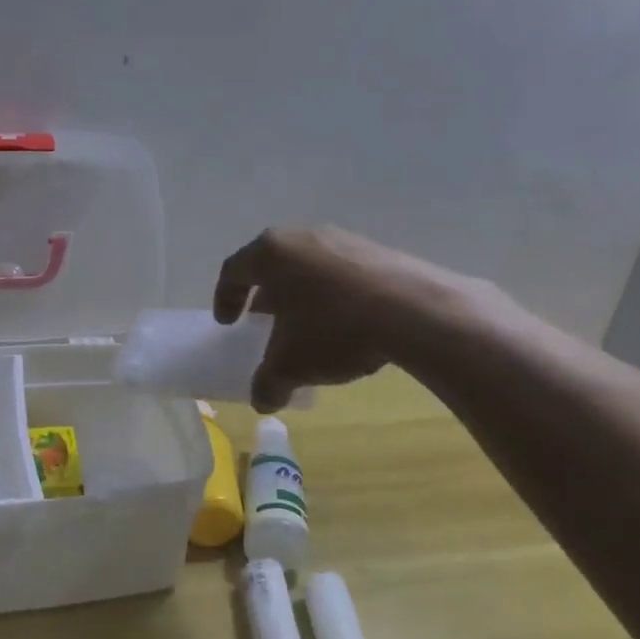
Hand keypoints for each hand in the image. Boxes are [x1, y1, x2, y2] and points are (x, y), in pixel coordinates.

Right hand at [213, 225, 463, 412]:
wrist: (414, 310)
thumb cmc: (333, 329)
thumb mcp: (291, 365)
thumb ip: (268, 382)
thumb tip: (263, 402)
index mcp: (270, 253)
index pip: (234, 271)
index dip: (225, 298)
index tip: (228, 323)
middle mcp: (302, 236)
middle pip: (273, 266)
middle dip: (265, 297)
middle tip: (264, 323)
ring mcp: (343, 239)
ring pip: (309, 268)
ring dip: (302, 297)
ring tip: (308, 328)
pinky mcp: (377, 250)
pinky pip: (342, 273)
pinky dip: (334, 296)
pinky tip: (346, 326)